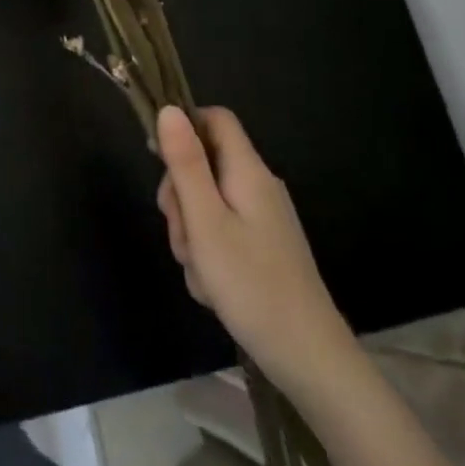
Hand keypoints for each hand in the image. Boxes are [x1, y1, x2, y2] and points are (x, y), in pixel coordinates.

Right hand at [156, 105, 350, 384]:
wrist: (307, 356)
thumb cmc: (251, 284)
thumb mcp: (205, 221)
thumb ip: (185, 164)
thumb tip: (168, 109)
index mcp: (248, 171)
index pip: (215, 119)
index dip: (183, 127)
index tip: (157, 158)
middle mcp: (257, 186)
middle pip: (204, 164)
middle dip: (180, 195)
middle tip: (184, 235)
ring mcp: (261, 217)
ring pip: (207, 203)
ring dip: (191, 232)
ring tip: (201, 270)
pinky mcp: (261, 246)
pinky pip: (221, 232)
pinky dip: (208, 253)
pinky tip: (212, 286)